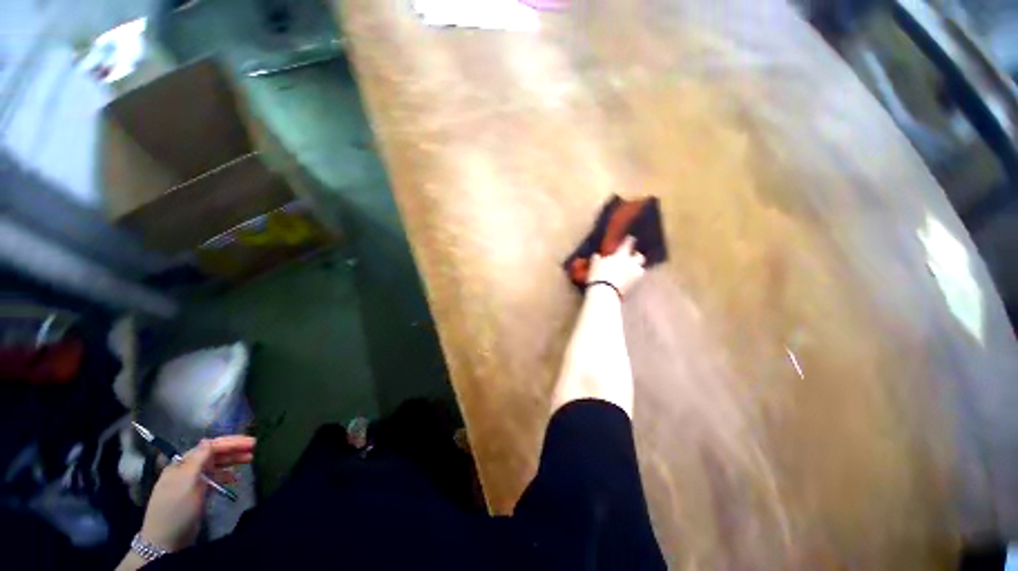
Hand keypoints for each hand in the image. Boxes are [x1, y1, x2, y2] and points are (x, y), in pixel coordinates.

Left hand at [139, 436, 255, 551]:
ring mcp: (193, 482)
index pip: (210, 446)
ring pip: (217, 465)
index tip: (251, 442)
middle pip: (214, 454)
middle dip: (235, 449)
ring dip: (233, 461)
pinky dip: (227, 475)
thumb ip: (197, 460)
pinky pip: (216, 478)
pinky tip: (237, 478)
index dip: (231, 442)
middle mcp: (188, 469)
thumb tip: (208, 440)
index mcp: (183, 463)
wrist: (165, 540)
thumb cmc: (175, 507)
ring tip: (251, 459)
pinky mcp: (199, 493)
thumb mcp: (185, 482)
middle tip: (255, 448)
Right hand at [587, 235, 645, 295]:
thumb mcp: (594, 264)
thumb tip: (597, 256)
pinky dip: (632, 278)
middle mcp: (631, 263)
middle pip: (640, 257)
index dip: (629, 240)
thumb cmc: (598, 274)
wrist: (605, 292)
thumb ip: (597, 259)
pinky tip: (626, 280)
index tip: (630, 238)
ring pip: (640, 269)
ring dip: (637, 268)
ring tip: (631, 270)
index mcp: (621, 255)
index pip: (628, 243)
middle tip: (632, 256)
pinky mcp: (634, 286)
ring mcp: (634, 275)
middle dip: (637, 256)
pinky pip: (635, 279)